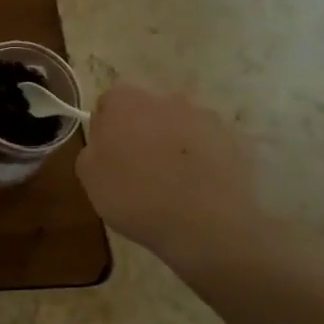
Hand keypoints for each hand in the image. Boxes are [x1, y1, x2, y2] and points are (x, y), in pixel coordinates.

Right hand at [75, 83, 270, 271]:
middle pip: (147, 111)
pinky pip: (208, 145)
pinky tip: (197, 189)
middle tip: (138, 169)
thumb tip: (106, 141)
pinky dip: (201, 160)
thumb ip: (93, 148)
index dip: (106, 127)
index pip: (109, 102)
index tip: (108, 154)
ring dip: (173, 145)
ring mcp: (205, 118)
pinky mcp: (234, 140)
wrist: (206, 224)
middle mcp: (166, 100)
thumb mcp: (90, 177)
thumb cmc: (136, 197)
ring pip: (179, 126)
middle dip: (141, 132)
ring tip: (173, 183)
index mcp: (125, 103)